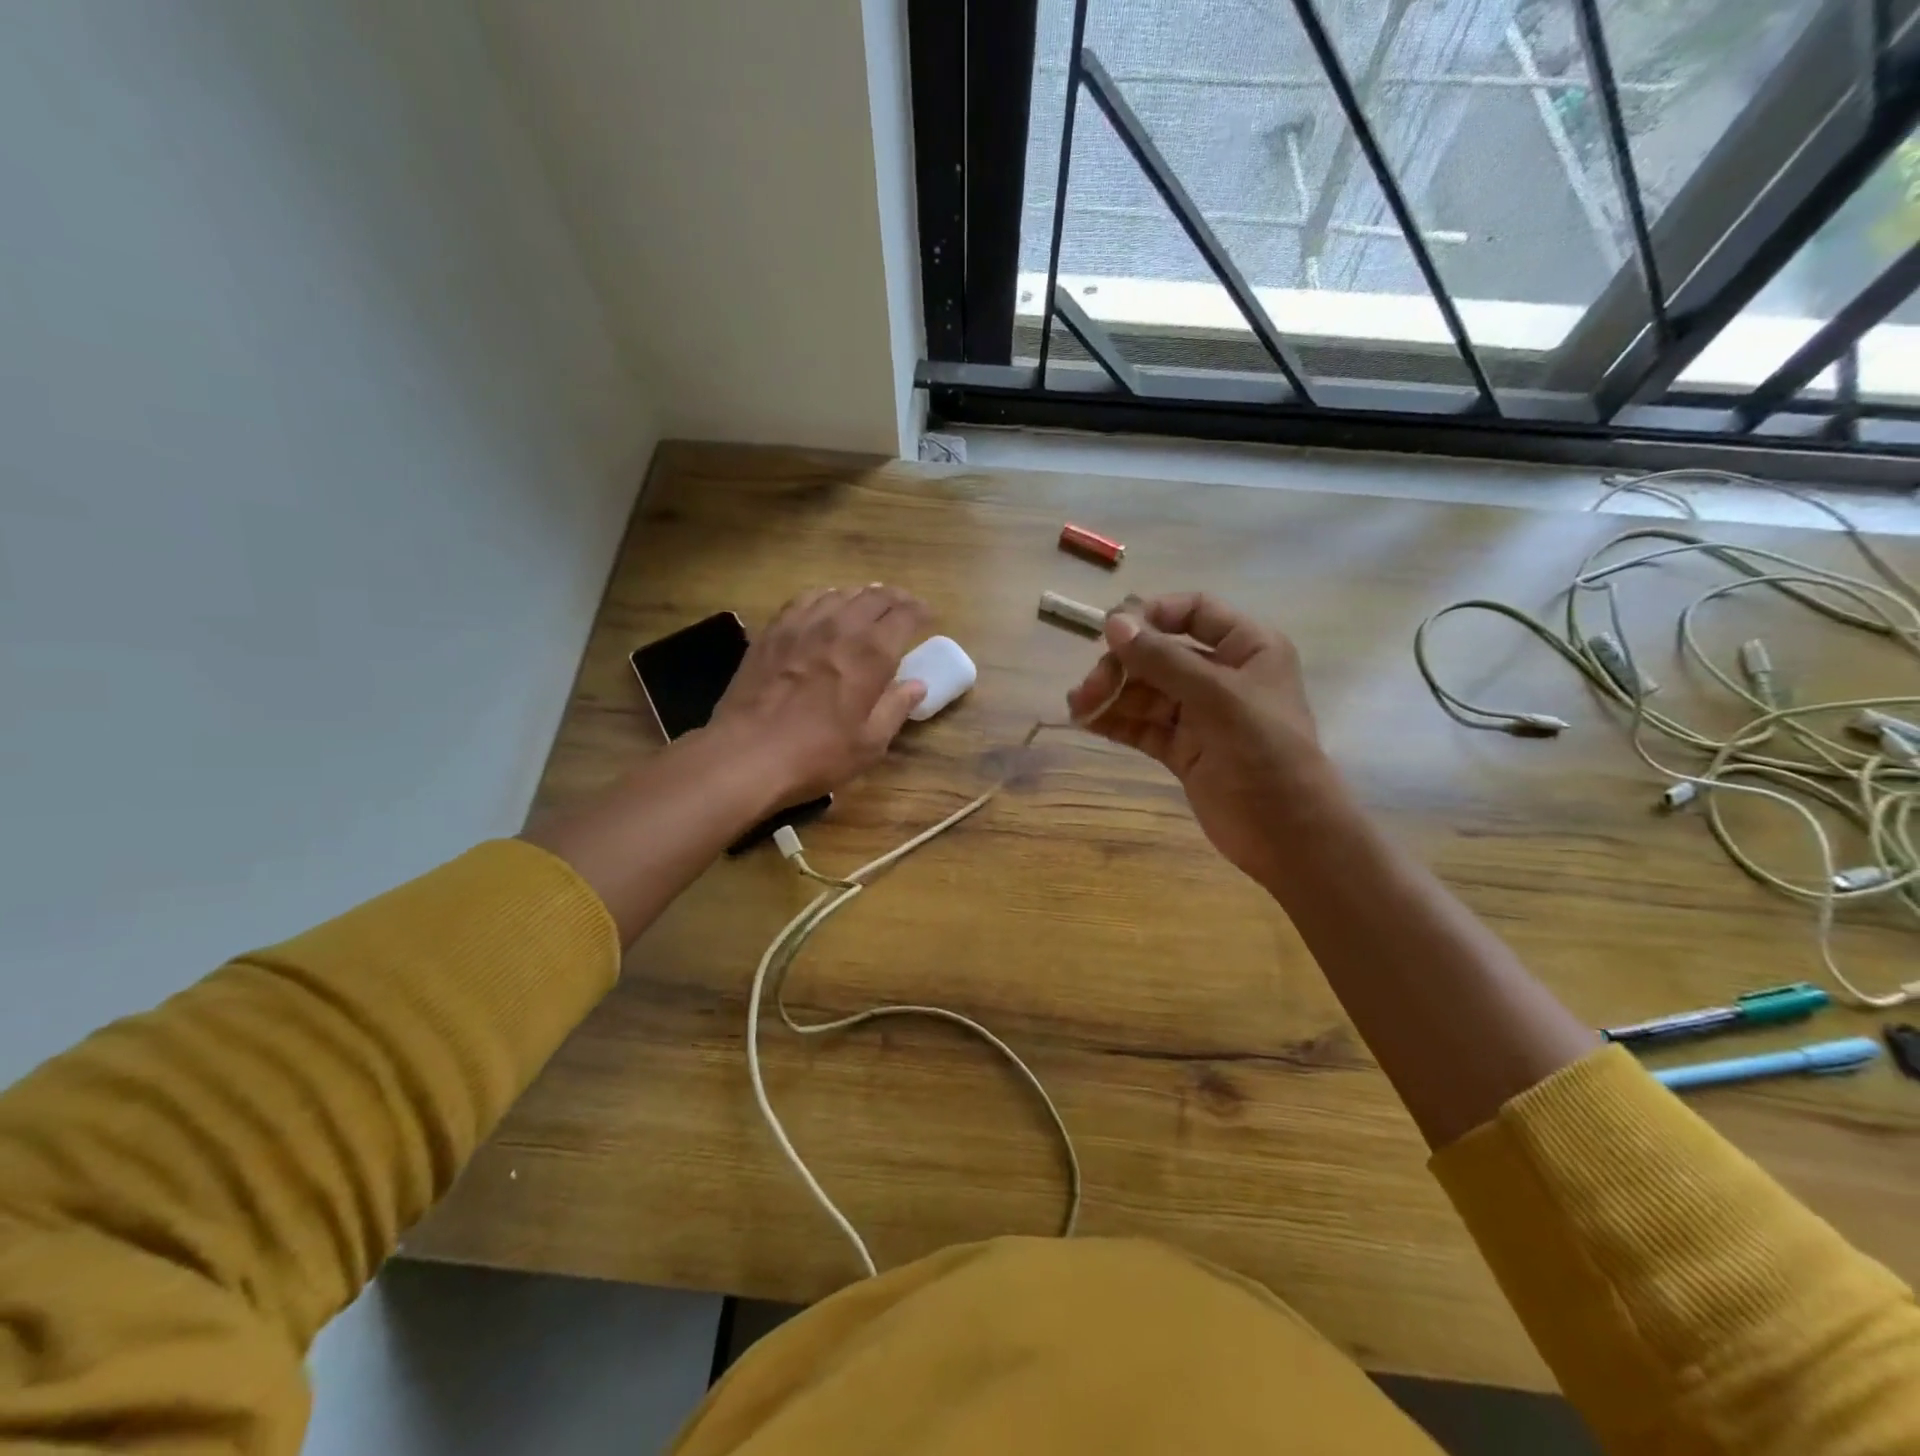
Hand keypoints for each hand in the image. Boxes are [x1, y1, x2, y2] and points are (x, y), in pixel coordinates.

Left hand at [710, 585, 930, 803]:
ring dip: (861, 596)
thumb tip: (917, 685)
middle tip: (905, 607)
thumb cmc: (817, 754)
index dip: (920, 611)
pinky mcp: (773, 631)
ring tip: (868, 606)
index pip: (904, 615)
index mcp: (871, 654)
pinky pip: (805, 600)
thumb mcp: (870, 743)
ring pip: (840, 593)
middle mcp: (840, 628)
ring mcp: (802, 625)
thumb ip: (896, 708)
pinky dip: (825, 597)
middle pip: (874, 597)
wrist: (747, 754)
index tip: (928, 617)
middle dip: (896, 598)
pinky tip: (825, 608)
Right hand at [1066, 592, 1332, 886]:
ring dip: (1112, 694)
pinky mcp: (1184, 749)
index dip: (1152, 615)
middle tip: (1092, 686)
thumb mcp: (1217, 697)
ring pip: (1147, 692)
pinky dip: (1116, 721)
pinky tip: (1086, 721)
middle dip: (1123, 666)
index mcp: (1248, 648)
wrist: (1288, 835)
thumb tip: (1112, 622)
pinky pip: (1144, 725)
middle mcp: (1224, 675)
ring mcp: (1202, 714)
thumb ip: (1163, 660)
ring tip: (1078, 706)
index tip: (1111, 630)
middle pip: (1161, 654)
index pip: (1194, 612)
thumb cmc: (1265, 753)